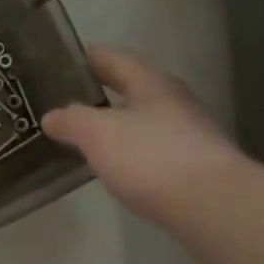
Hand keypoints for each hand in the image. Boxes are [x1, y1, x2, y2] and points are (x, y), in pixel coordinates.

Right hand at [42, 46, 244, 226]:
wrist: (211, 205)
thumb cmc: (151, 157)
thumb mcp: (98, 134)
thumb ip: (72, 120)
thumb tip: (51, 116)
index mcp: (152, 83)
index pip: (115, 59)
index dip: (89, 58)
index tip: (63, 61)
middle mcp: (173, 102)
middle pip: (132, 89)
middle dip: (101, 94)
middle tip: (68, 101)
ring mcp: (188, 135)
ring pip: (143, 121)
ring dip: (116, 125)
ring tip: (85, 136)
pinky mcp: (192, 167)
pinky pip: (151, 150)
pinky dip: (130, 152)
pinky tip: (115, 166)